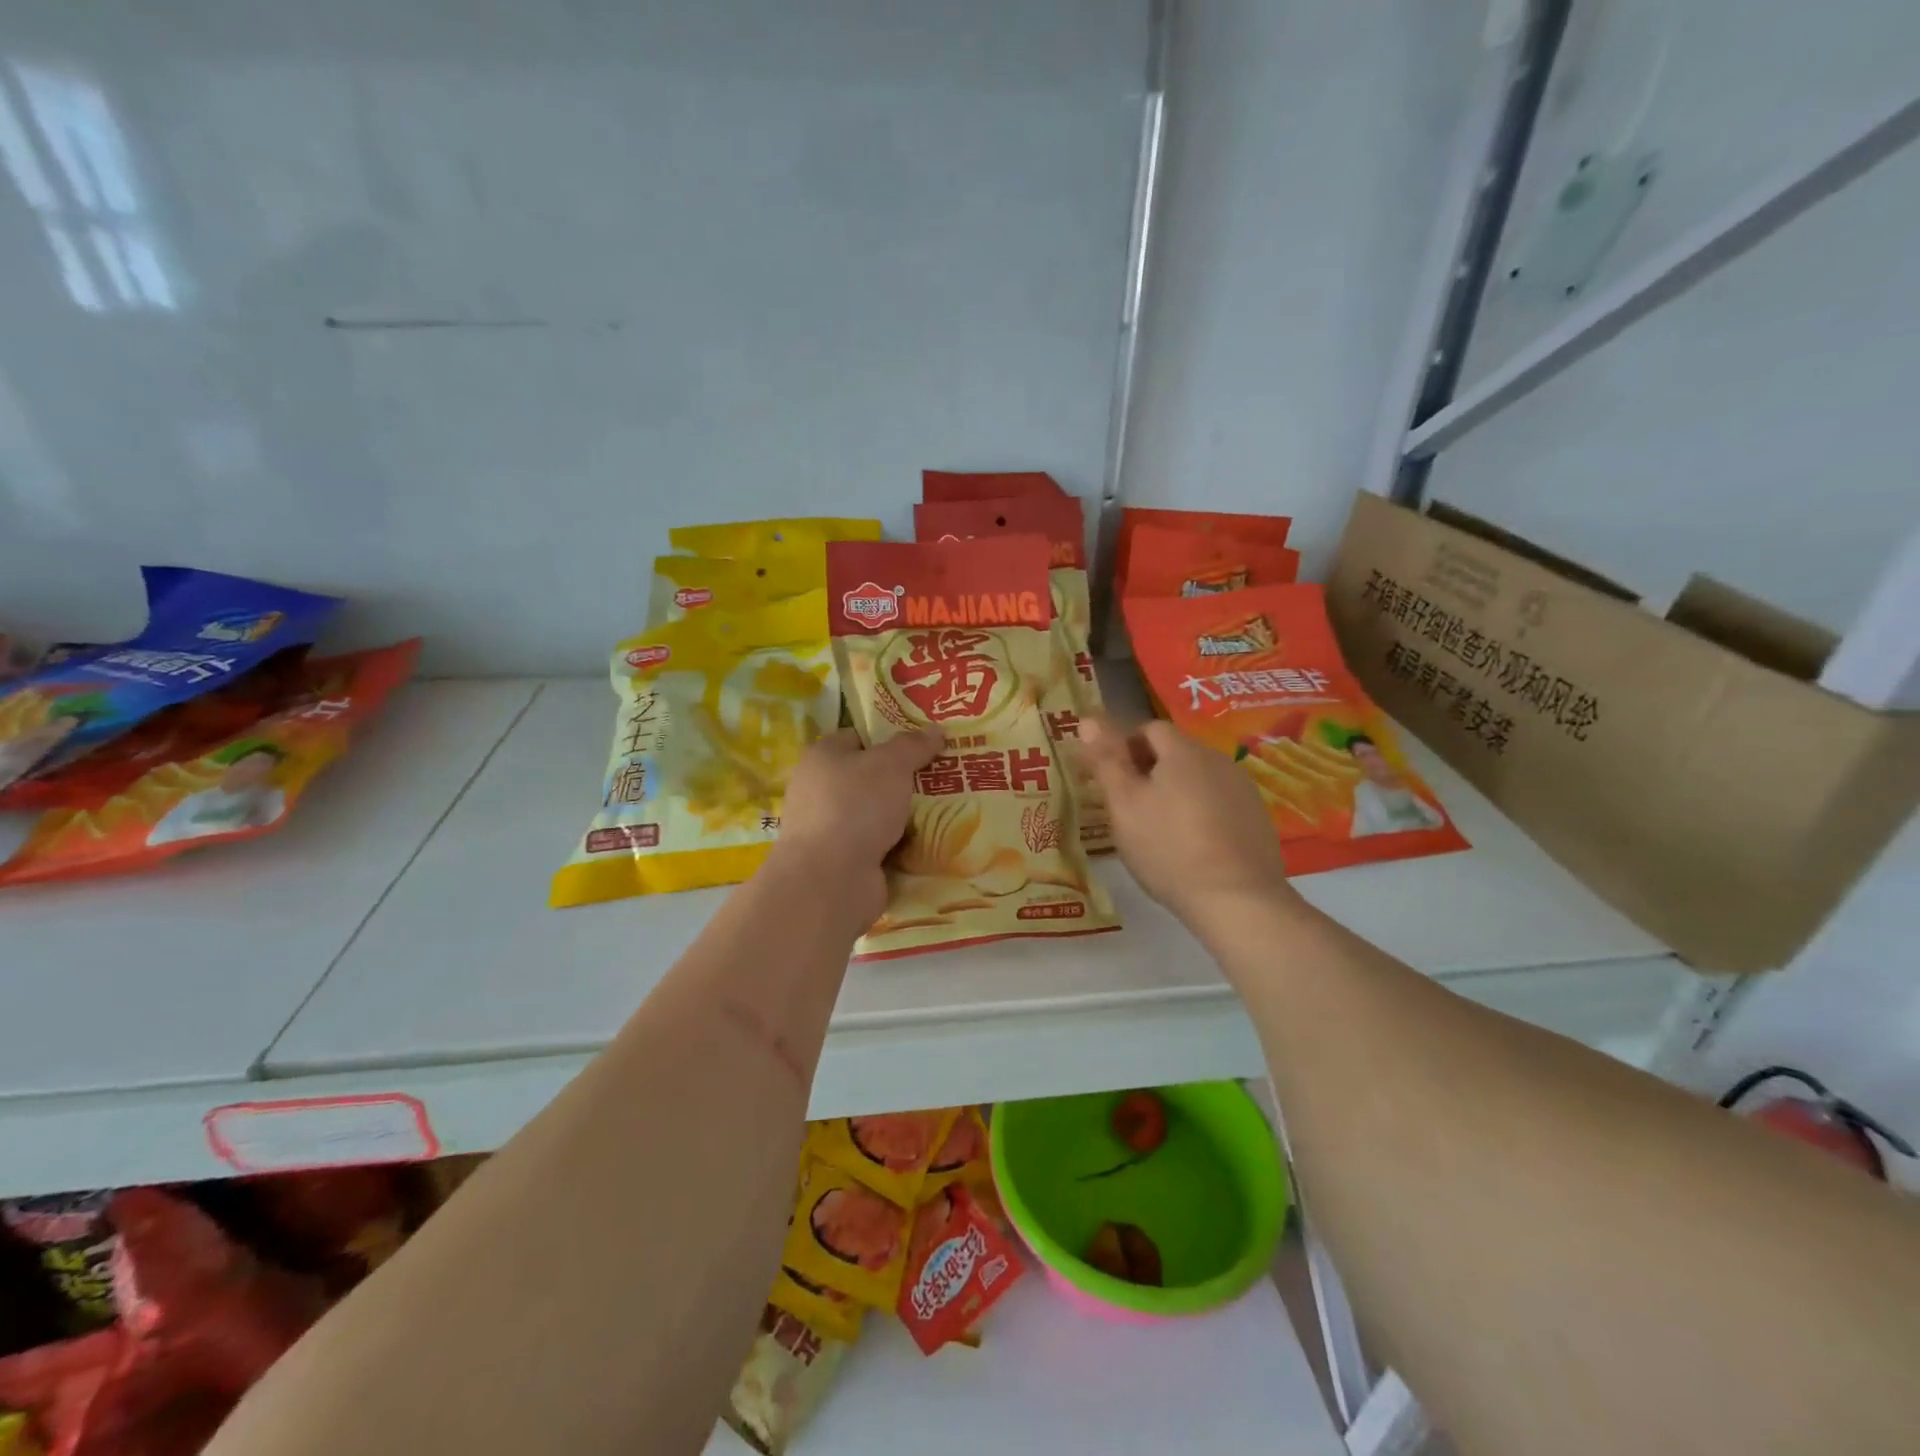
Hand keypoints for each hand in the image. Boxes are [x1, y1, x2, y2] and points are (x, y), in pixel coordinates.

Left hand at [769, 727, 944, 927]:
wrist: (830, 879)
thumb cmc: (856, 806)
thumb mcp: (891, 764)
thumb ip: (913, 745)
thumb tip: (936, 729)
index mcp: (822, 757)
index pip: (859, 738)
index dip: (890, 739)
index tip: (925, 745)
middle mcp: (819, 790)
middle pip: (869, 778)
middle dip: (903, 780)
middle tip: (942, 778)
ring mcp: (829, 829)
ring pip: (876, 815)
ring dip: (904, 817)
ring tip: (946, 811)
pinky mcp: (841, 862)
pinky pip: (879, 847)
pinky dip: (899, 847)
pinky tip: (928, 844)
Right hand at [1079, 715, 1296, 931]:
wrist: (1237, 899)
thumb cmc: (1168, 848)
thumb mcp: (1124, 805)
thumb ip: (1106, 760)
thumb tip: (1089, 718)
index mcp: (1183, 751)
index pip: (1149, 728)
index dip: (1125, 747)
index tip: (1112, 781)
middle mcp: (1217, 760)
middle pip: (1176, 751)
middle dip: (1150, 770)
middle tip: (1130, 808)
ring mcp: (1242, 788)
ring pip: (1199, 777)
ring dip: (1177, 791)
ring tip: (1161, 830)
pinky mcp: (1257, 817)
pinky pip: (1220, 801)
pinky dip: (1202, 812)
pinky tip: (1193, 845)